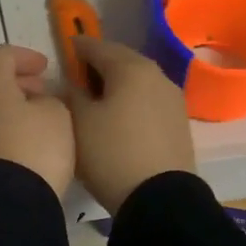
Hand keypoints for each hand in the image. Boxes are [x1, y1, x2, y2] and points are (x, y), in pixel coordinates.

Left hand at [0, 44, 74, 199]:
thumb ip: (47, 99)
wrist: (5, 203)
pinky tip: (18, 139)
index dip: (25, 57)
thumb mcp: (57, 114)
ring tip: (32, 118)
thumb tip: (34, 104)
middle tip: (39, 91)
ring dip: (4, 105)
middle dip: (13, 81)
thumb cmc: (34, 147)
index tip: (45, 68)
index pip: (2, 55)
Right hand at [68, 38, 195, 212]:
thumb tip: (73, 83)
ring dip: (118, 83)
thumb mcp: (79, 122)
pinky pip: (149, 100)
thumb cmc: (111, 153)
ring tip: (97, 97)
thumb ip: (72, 94)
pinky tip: (120, 116)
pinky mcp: (179, 122)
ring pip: (139, 80)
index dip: (78, 47)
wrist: (160, 199)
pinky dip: (132, 100)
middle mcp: (157, 75)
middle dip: (100, 63)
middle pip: (123, 60)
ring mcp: (173, 99)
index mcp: (131, 68)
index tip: (65, 49)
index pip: (98, 46)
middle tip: (79, 74)